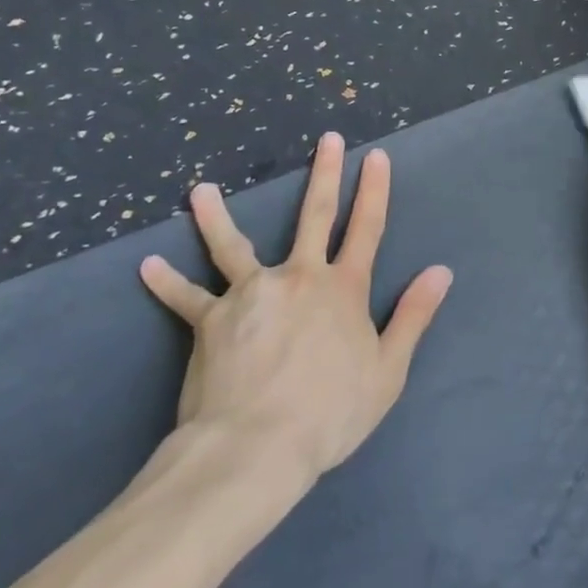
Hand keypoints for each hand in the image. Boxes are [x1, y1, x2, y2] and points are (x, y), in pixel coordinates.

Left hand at [138, 133, 452, 486]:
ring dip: (217, 215)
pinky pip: (186, 299)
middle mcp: (299, 277)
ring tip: (200, 190)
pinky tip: (147, 266)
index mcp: (343, 289)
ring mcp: (251, 294)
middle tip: (327, 139)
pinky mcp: (211, 321)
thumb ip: (413, 316)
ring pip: (234, 246)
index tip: (376, 157)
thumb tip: (440, 271)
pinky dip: (167, 282)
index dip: (375, 191)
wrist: (255, 448)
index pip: (366, 228)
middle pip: (314, 216)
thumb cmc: (330, 413)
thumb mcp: (388, 370)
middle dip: (325, 174)